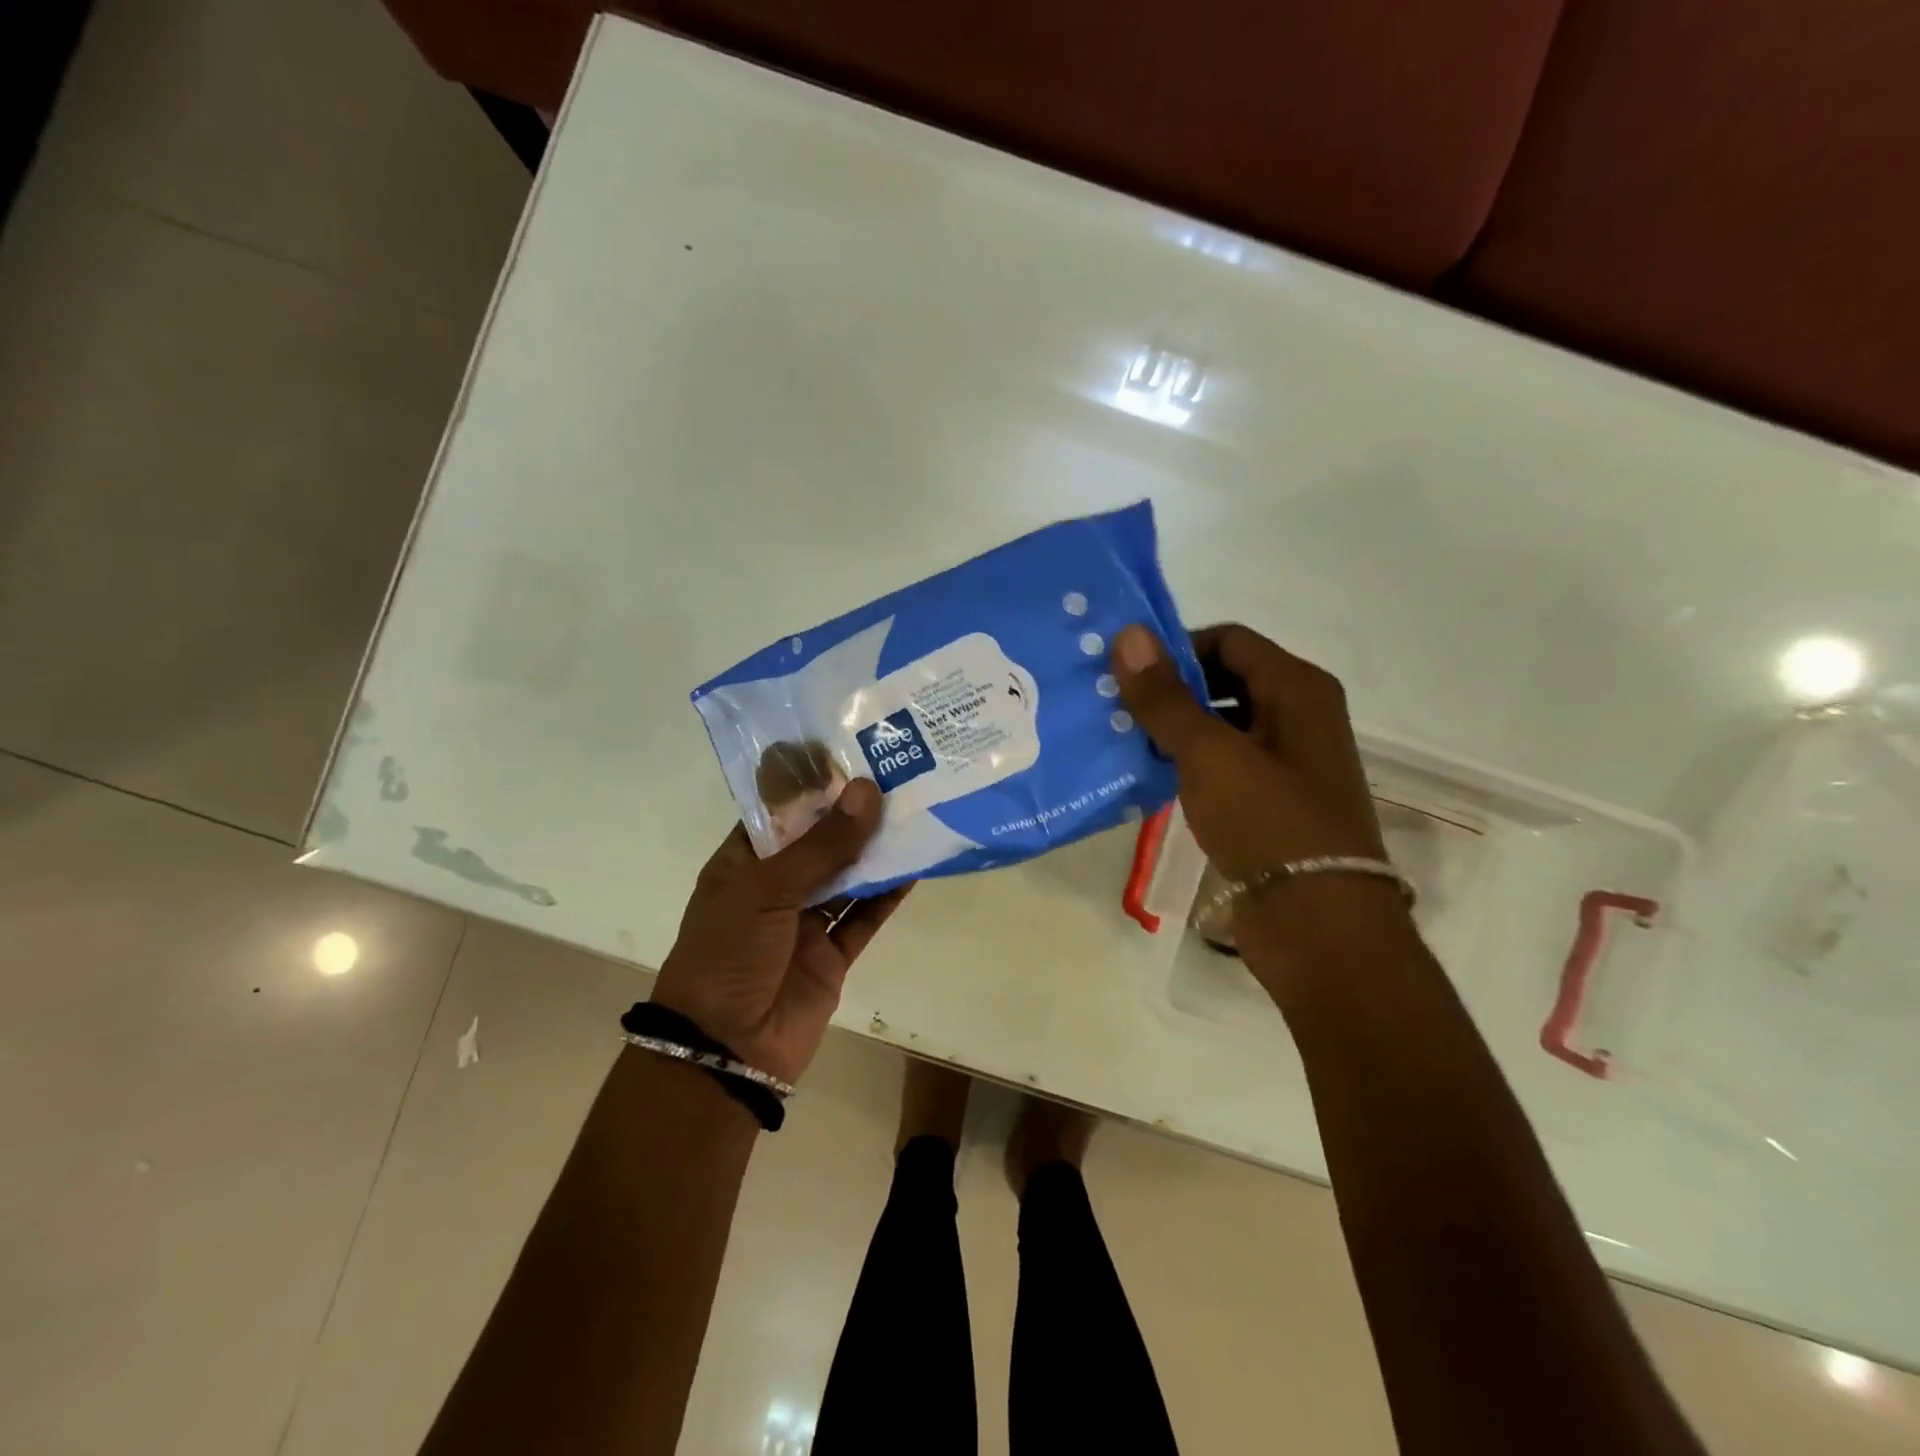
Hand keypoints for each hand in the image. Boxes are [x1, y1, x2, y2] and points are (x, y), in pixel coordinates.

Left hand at [650, 779, 909, 1084]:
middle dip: (852, 815)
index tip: (852, 754)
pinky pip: (864, 917)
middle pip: (819, 843)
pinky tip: (914, 868)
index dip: (813, 786)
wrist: (726, 1050)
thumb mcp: (767, 889)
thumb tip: (868, 791)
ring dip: (876, 852)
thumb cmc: (728, 954)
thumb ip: (823, 845)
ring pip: (847, 878)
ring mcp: (804, 922)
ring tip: (913, 813)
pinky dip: (888, 896)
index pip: (779, 813)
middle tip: (895, 777)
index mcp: (743, 864)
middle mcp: (774, 888)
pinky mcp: (832, 954)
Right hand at [1113, 623, 1408, 981]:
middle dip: (1170, 690)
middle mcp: (1298, 716)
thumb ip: (1165, 697)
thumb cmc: (1268, 823)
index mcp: (1298, 689)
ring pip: (1220, 725)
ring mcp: (1286, 762)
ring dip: (1174, 729)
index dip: (1176, 649)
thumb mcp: (1209, 754)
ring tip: (1122, 740)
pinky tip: (1147, 776)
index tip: (1126, 673)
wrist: (1317, 925)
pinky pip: (1222, 765)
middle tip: (1116, 706)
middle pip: (1224, 679)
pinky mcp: (1270, 803)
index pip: (1228, 639)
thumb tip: (1128, 634)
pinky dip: (1187, 763)